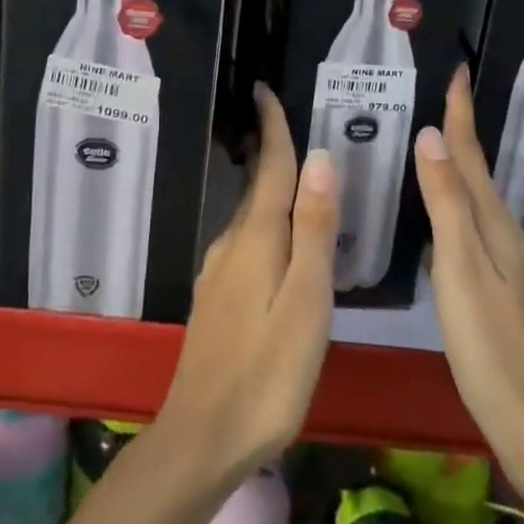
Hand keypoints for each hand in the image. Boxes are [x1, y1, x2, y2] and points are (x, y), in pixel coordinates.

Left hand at [158, 85, 339, 486]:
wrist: (203, 435)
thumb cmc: (267, 371)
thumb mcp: (305, 301)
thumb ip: (312, 230)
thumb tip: (320, 158)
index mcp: (257, 237)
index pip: (270, 167)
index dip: (272, 127)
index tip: (264, 88)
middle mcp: (232, 243)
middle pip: (257, 185)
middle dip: (271, 149)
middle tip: (290, 121)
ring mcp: (219, 270)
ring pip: (250, 214)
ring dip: (268, 185)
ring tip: (295, 173)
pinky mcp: (216, 296)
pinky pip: (245, 240)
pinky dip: (263, 220)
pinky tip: (277, 239)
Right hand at [414, 68, 523, 523]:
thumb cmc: (493, 349)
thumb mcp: (461, 271)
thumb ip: (447, 204)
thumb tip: (431, 135)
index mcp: (497, 226)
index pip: (474, 156)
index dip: (461, 113)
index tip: (457, 69)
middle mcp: (509, 236)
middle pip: (480, 172)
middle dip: (461, 132)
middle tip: (437, 98)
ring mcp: (512, 266)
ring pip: (480, 200)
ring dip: (460, 167)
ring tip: (435, 144)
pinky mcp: (507, 291)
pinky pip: (479, 226)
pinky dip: (461, 203)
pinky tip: (448, 215)